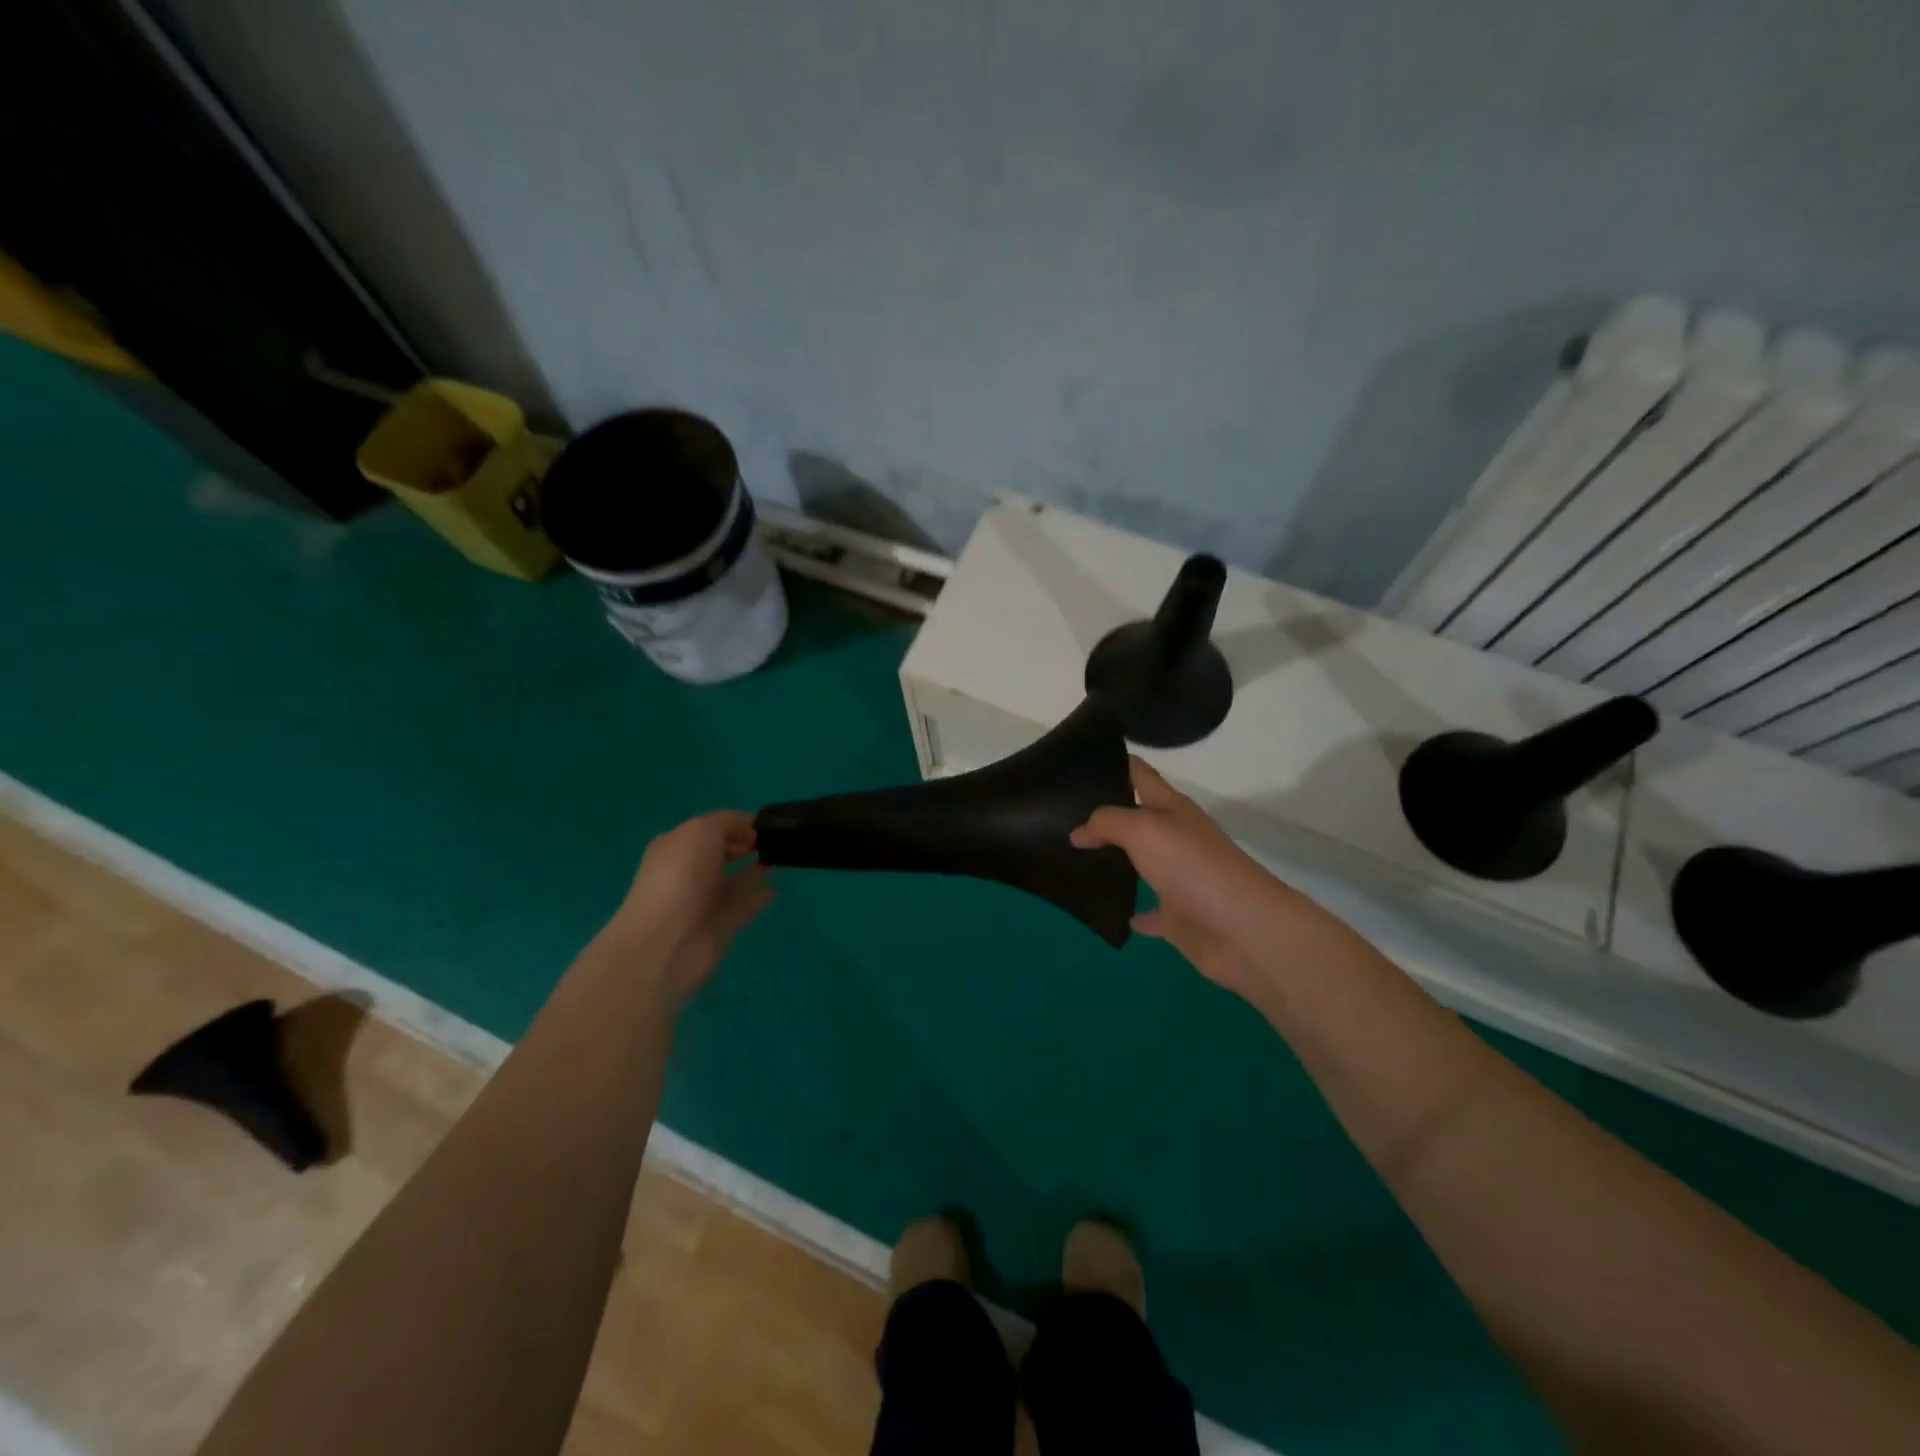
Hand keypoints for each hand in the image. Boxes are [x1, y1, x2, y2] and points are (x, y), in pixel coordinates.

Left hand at [602, 811, 774, 1005]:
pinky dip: (759, 896)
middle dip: (745, 845)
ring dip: (755, 869)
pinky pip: (745, 905)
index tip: (763, 825)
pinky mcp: (721, 926)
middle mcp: (688, 872)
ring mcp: (704, 901)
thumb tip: (748, 827)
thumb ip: (727, 822)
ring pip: (734, 880)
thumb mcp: (701, 832)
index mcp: (676, 847)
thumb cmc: (680, 878)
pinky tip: (777, 887)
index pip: (710, 829)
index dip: (736, 824)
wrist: (666, 943)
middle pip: (721, 853)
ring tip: (781, 859)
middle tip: (775, 841)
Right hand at [1071, 759, 1315, 1000]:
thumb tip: (1077, 832)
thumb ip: (1106, 822)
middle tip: (1059, 813)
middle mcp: (1174, 837)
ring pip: (1140, 864)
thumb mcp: (1143, 829)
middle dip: (1103, 814)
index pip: (1139, 774)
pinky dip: (1132, 912)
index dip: (1113, 762)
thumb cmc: (1192, 865)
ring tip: (1071, 859)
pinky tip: (1108, 911)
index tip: (1077, 759)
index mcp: (1170, 808)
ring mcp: (1178, 878)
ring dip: (1113, 862)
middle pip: (1136, 818)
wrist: (1241, 929)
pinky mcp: (1178, 916)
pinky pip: (1150, 912)